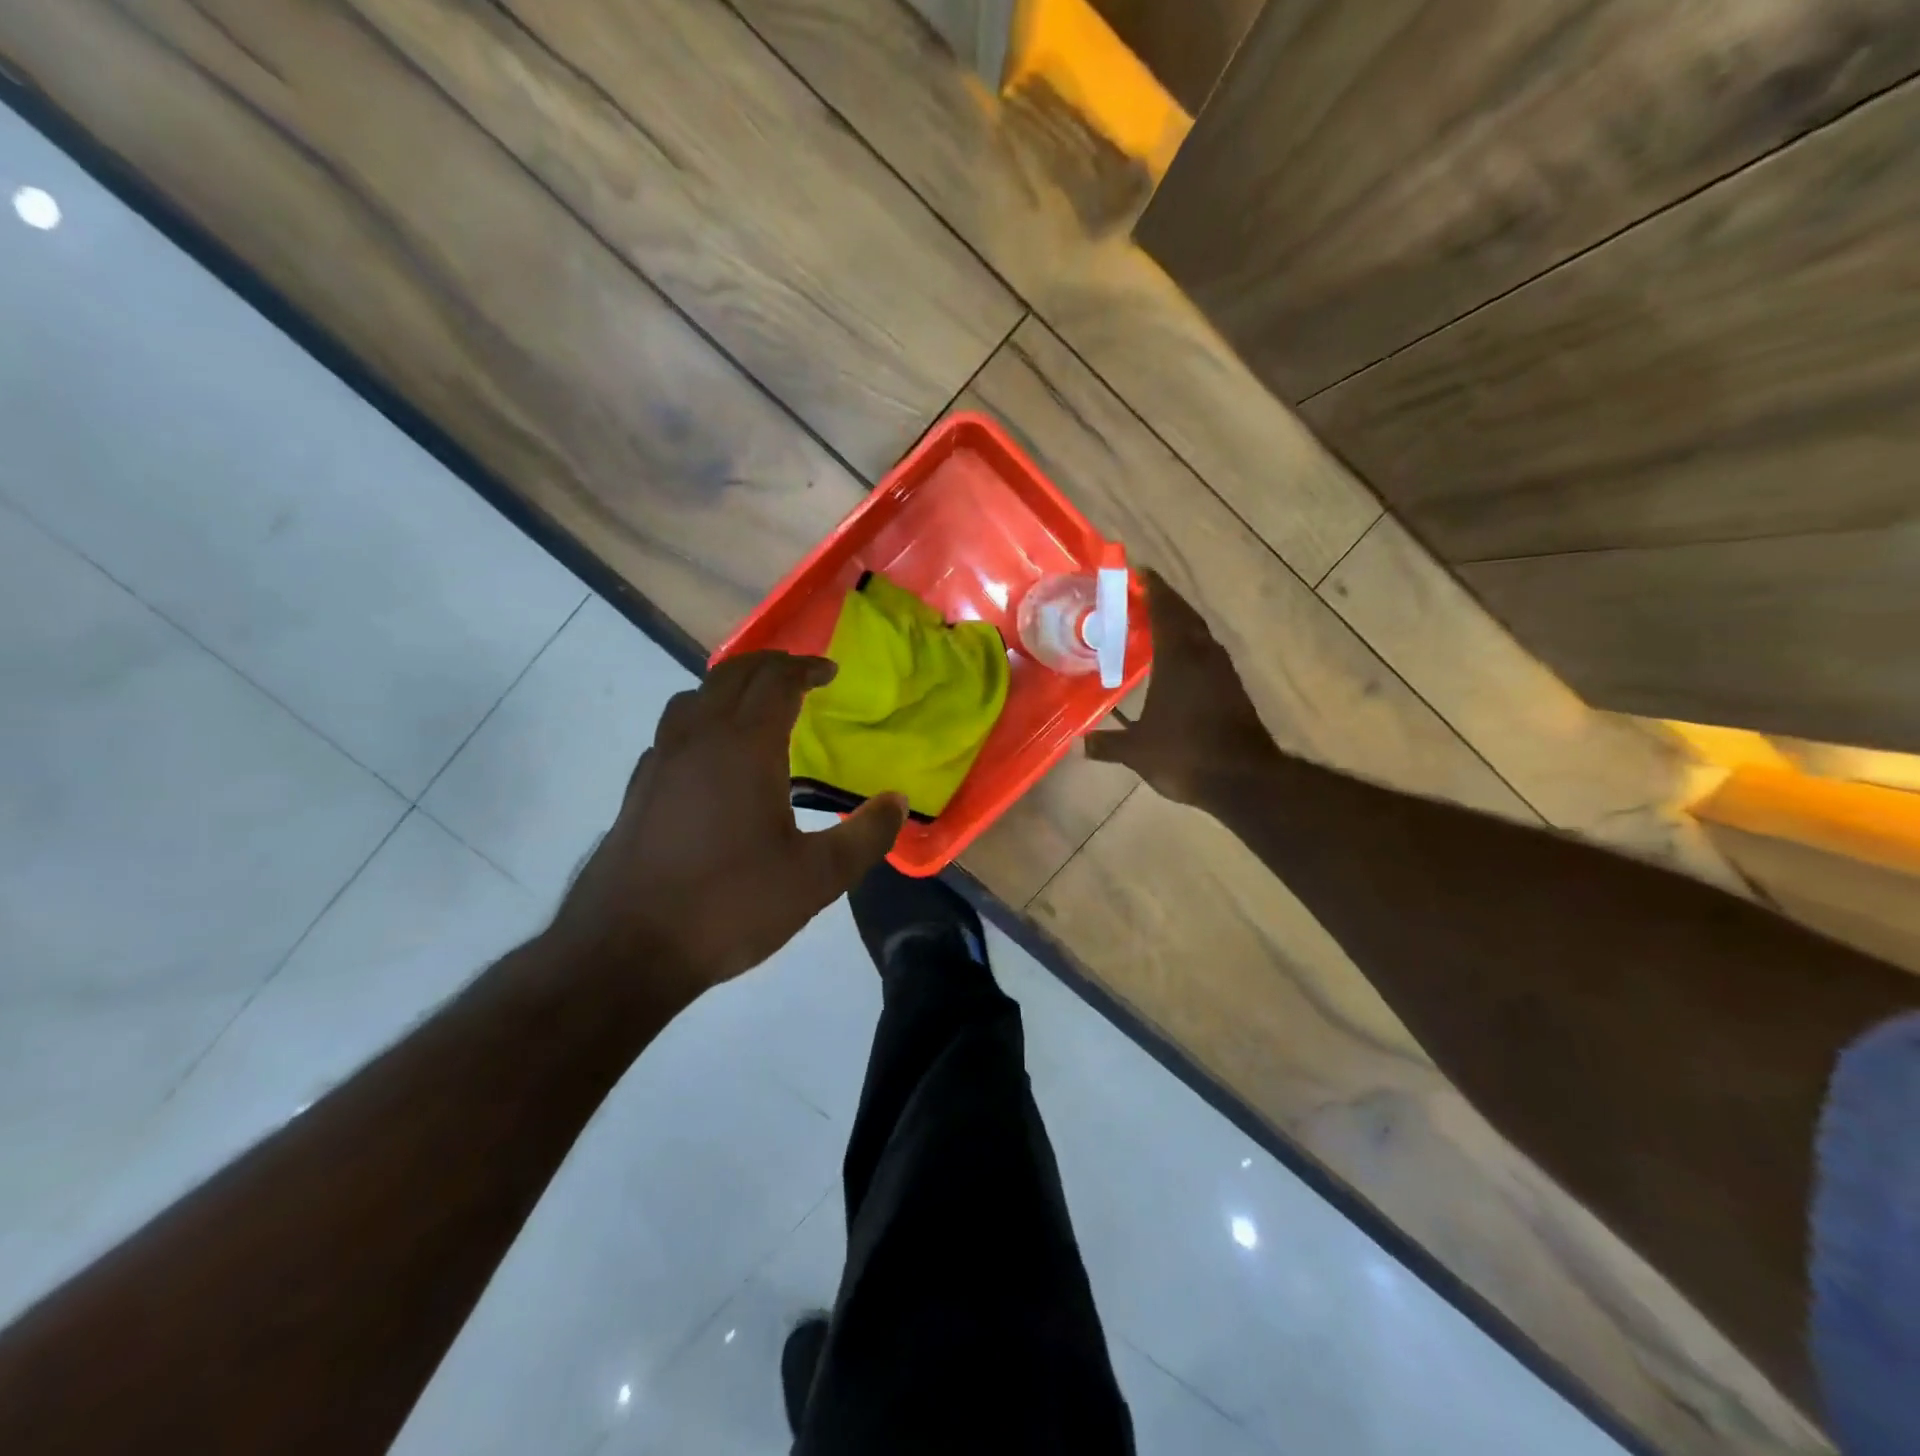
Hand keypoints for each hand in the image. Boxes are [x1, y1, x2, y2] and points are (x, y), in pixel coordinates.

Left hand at [553, 652, 906, 994]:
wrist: (627, 949)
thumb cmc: (730, 905)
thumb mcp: (817, 878)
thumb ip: (866, 835)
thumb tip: (898, 801)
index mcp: (745, 747)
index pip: (776, 682)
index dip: (805, 668)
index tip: (830, 671)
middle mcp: (698, 739)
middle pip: (732, 675)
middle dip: (769, 665)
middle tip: (799, 673)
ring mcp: (661, 762)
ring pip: (693, 698)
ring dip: (729, 687)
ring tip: (754, 705)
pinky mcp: (639, 789)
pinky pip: (672, 732)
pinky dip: (699, 721)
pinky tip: (710, 757)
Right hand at [1085, 569, 1278, 806]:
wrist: (1242, 778)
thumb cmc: (1185, 754)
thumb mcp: (1137, 751)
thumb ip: (1107, 744)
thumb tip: (1078, 745)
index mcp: (1178, 658)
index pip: (1165, 611)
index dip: (1153, 590)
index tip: (1140, 573)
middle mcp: (1203, 656)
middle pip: (1186, 616)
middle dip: (1166, 602)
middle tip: (1143, 595)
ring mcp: (1222, 672)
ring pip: (1200, 634)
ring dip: (1181, 622)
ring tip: (1158, 622)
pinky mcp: (1233, 688)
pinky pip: (1208, 654)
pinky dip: (1191, 646)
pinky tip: (1178, 659)